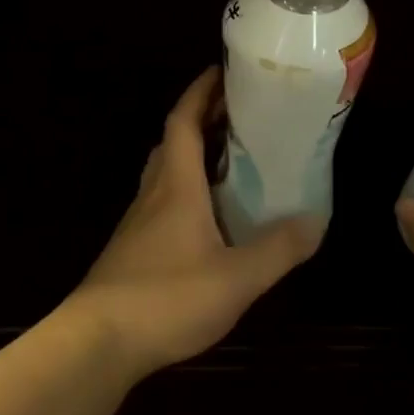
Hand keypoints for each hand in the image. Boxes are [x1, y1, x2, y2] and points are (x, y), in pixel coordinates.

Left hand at [64, 67, 323, 382]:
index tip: (222, 71)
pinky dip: (186, 191)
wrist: (97, 343)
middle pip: (173, 142)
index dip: (201, 92)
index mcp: (176, 185)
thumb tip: (316, 220)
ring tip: (228, 159)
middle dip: (201, 120)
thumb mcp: (237, 277)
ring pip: (165, 173)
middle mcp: (154, 194)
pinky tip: (208, 218)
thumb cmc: (166, 298)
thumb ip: (279, 248)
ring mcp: (138, 223)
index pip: (183, 122)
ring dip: (192, 155)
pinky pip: (162, 203)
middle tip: (236, 114)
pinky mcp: (132, 250)